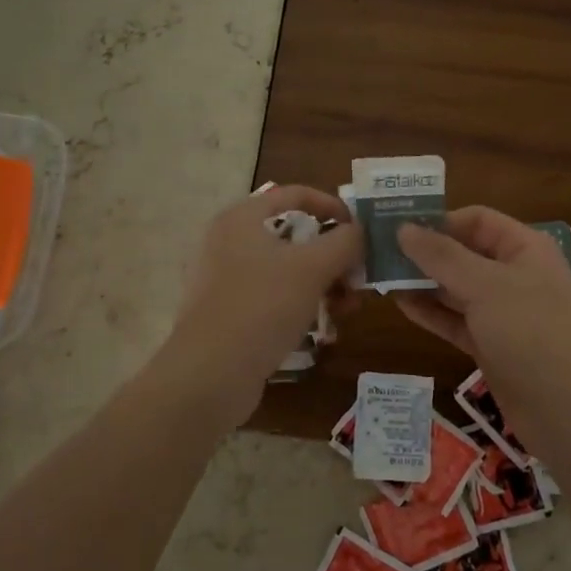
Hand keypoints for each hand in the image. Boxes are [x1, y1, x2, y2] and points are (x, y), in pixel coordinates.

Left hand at [158, 185, 361, 420]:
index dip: (333, 205)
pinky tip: (323, 329)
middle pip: (294, 235)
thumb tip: (360, 231)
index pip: (295, 194)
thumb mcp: (312, 268)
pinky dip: (300, 304)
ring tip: (346, 309)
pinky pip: (273, 297)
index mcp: (241, 218)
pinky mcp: (228, 312)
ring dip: (323, 283)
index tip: (360, 230)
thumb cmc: (261, 307)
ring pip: (287, 269)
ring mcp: (225, 279)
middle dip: (333, 256)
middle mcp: (228, 241)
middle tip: (358, 280)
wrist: (209, 375)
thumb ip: (344, 242)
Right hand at [395, 207, 570, 454]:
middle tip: (378, 252)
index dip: (439, 219)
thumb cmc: (532, 335)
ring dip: (422, 282)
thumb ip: (442, 256)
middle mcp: (514, 275)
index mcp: (525, 249)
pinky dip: (431, 312)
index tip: (396, 226)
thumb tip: (403, 228)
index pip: (477, 220)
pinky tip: (400, 305)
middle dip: (424, 251)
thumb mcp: (486, 287)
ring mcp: (503, 313)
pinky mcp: (491, 345)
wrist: (569, 414)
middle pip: (463, 253)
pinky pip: (455, 320)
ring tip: (380, 276)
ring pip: (456, 288)